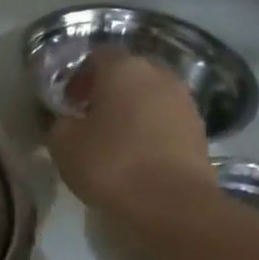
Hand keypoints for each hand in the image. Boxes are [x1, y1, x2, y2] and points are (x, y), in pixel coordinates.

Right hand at [48, 49, 217, 216]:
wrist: (171, 204)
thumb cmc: (111, 165)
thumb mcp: (64, 145)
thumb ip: (60, 123)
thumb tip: (67, 120)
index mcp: (124, 69)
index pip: (98, 55)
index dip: (80, 76)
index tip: (68, 103)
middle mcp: (159, 74)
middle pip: (128, 73)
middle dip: (107, 91)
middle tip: (89, 119)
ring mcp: (184, 101)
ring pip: (150, 96)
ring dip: (132, 110)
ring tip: (114, 139)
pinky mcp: (199, 129)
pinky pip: (166, 120)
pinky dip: (150, 130)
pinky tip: (138, 154)